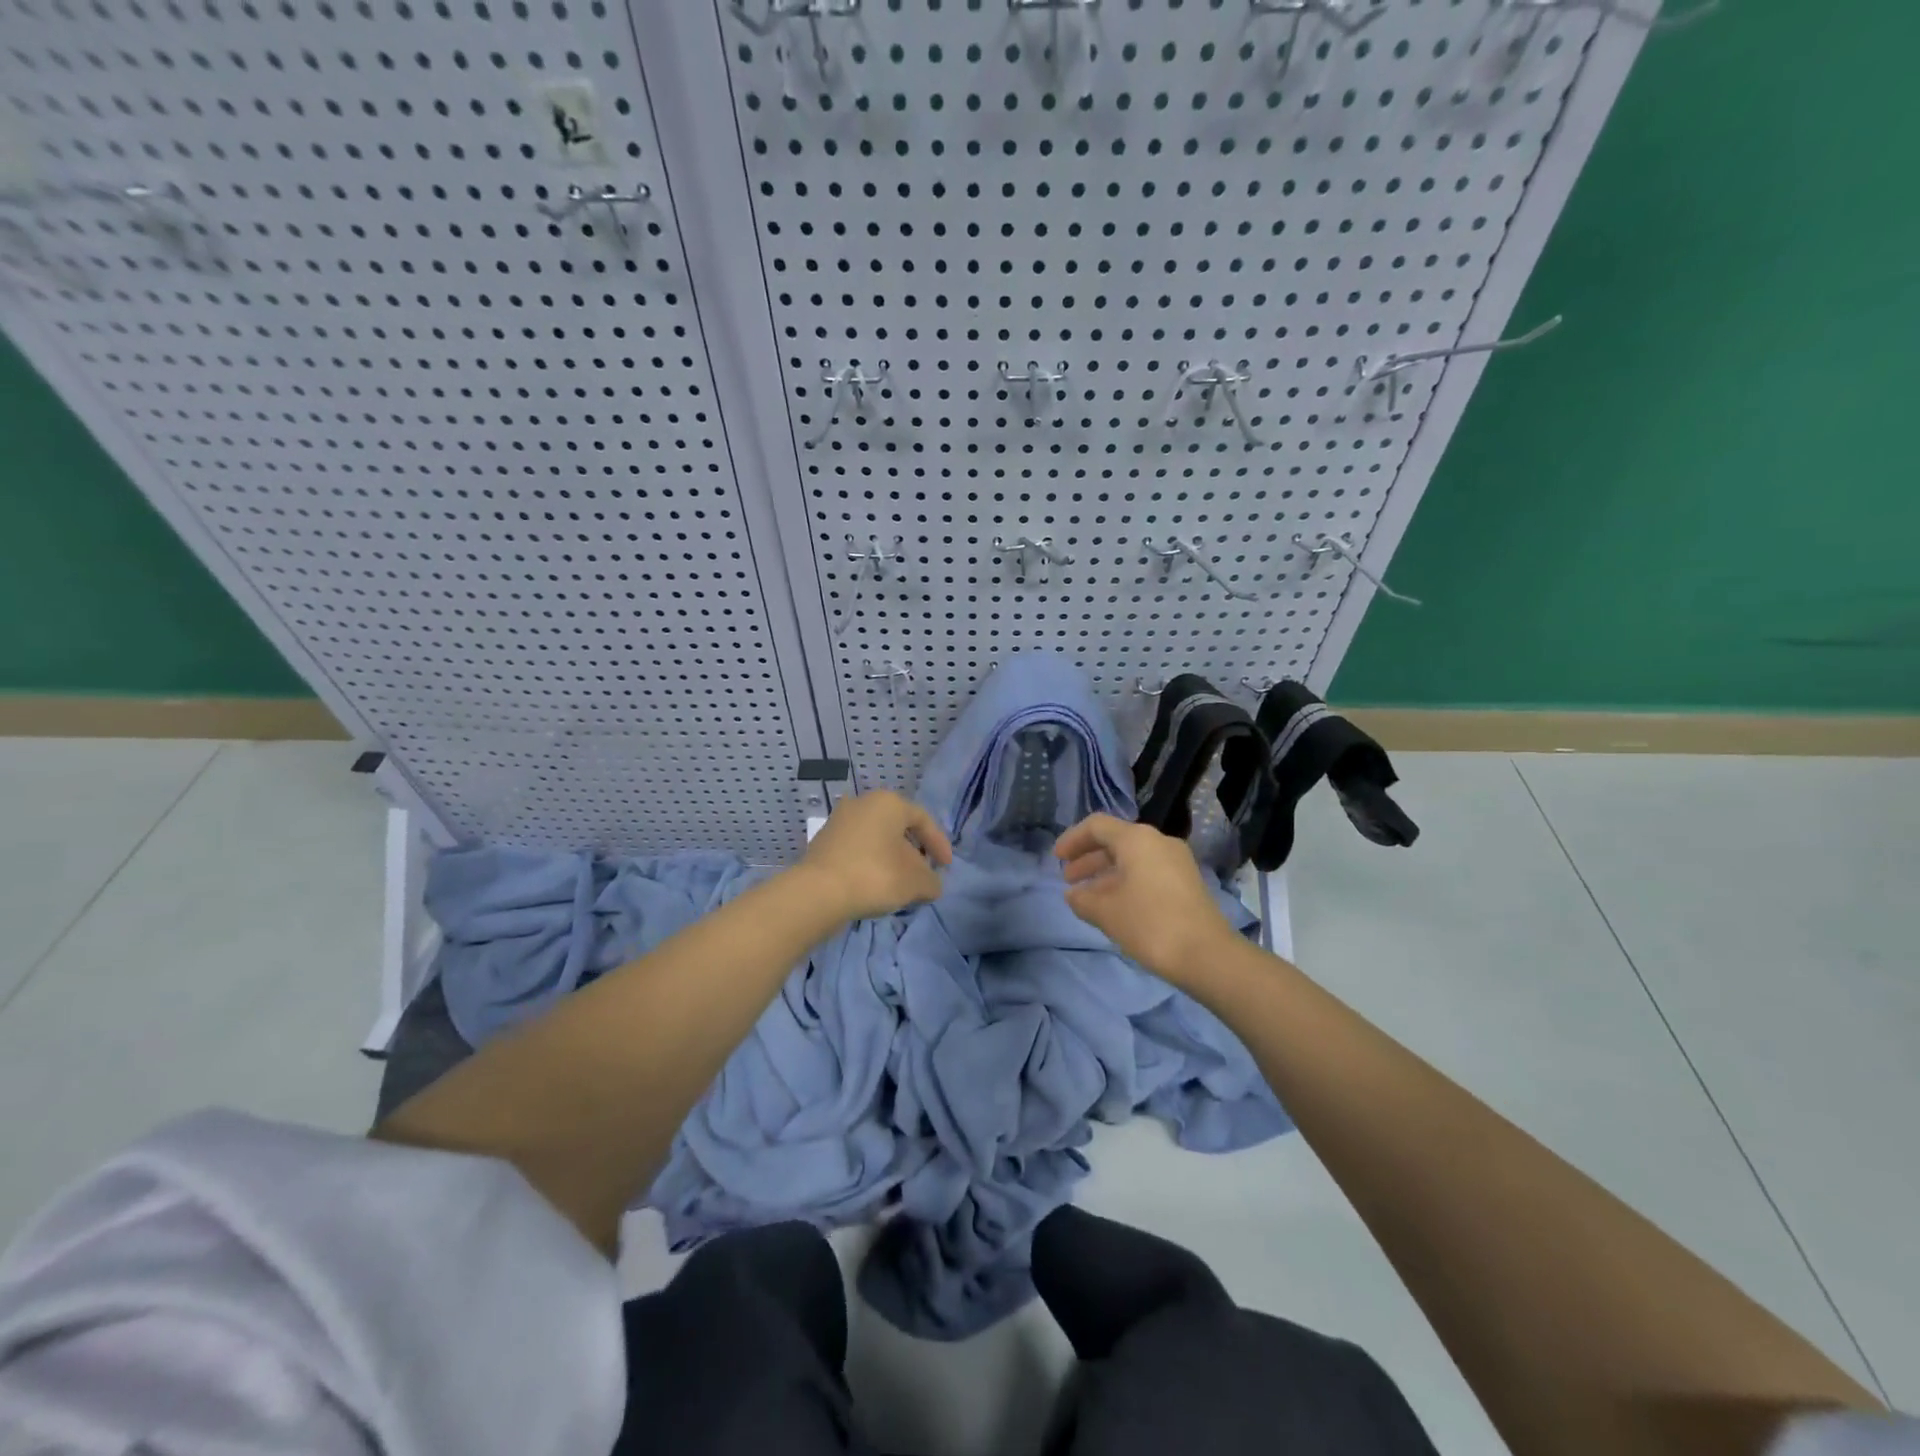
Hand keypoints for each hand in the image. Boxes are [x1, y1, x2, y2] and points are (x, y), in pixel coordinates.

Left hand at [794, 790, 953, 921]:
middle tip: (923, 875)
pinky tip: (874, 885)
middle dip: (914, 853)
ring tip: (900, 884)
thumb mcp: (915, 882)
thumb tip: (932, 885)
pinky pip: (858, 849)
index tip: (946, 867)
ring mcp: (839, 820)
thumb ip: (931, 881)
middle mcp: (863, 803)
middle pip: (898, 827)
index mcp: (888, 802)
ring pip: (876, 838)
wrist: (818, 893)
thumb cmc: (875, 876)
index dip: (939, 844)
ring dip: (891, 859)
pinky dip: (871, 863)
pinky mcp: (823, 841)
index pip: (923, 819)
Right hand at [1056, 813, 1237, 986]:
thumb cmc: (1149, 924)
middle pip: (1115, 840)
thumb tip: (1073, 895)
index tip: (1056, 859)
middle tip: (1068, 879)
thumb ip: (1083, 899)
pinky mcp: (1186, 881)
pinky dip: (1125, 881)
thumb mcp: (1106, 912)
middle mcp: (1158, 841)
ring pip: (1132, 858)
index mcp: (1136, 839)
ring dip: (1106, 873)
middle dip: (1088, 858)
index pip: (1096, 826)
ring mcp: (1176, 861)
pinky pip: (1147, 871)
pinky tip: (1115, 905)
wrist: (1207, 954)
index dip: (1072, 840)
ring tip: (1087, 896)